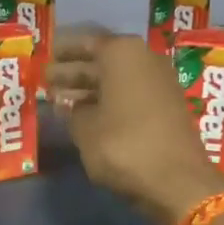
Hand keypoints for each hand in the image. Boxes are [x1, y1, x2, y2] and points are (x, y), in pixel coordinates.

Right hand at [46, 26, 223, 224]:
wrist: (177, 180)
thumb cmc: (123, 146)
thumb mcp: (85, 129)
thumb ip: (72, 111)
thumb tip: (67, 104)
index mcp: (122, 53)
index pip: (86, 43)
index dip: (64, 53)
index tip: (46, 58)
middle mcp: (144, 59)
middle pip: (102, 61)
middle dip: (74, 73)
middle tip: (47, 81)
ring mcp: (160, 83)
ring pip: (116, 80)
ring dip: (90, 90)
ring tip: (60, 100)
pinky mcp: (167, 107)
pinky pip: (130, 96)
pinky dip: (109, 102)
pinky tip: (88, 116)